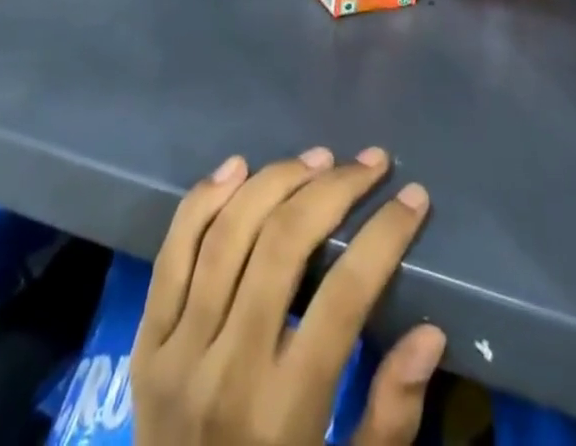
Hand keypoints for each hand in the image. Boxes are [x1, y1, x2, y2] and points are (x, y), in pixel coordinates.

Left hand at [133, 149, 444, 445]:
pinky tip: (238, 166)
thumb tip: (430, 333)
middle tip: (371, 164)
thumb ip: (389, 418)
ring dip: (277, 180)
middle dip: (335, 190)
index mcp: (282, 412)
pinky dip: (204, 200)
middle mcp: (227, 369)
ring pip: (228, 233)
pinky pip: (172, 251)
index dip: (384, 236)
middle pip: (282, 244)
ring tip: (319, 159)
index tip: (413, 198)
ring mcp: (177, 349)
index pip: (343, 297)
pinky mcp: (145, 340)